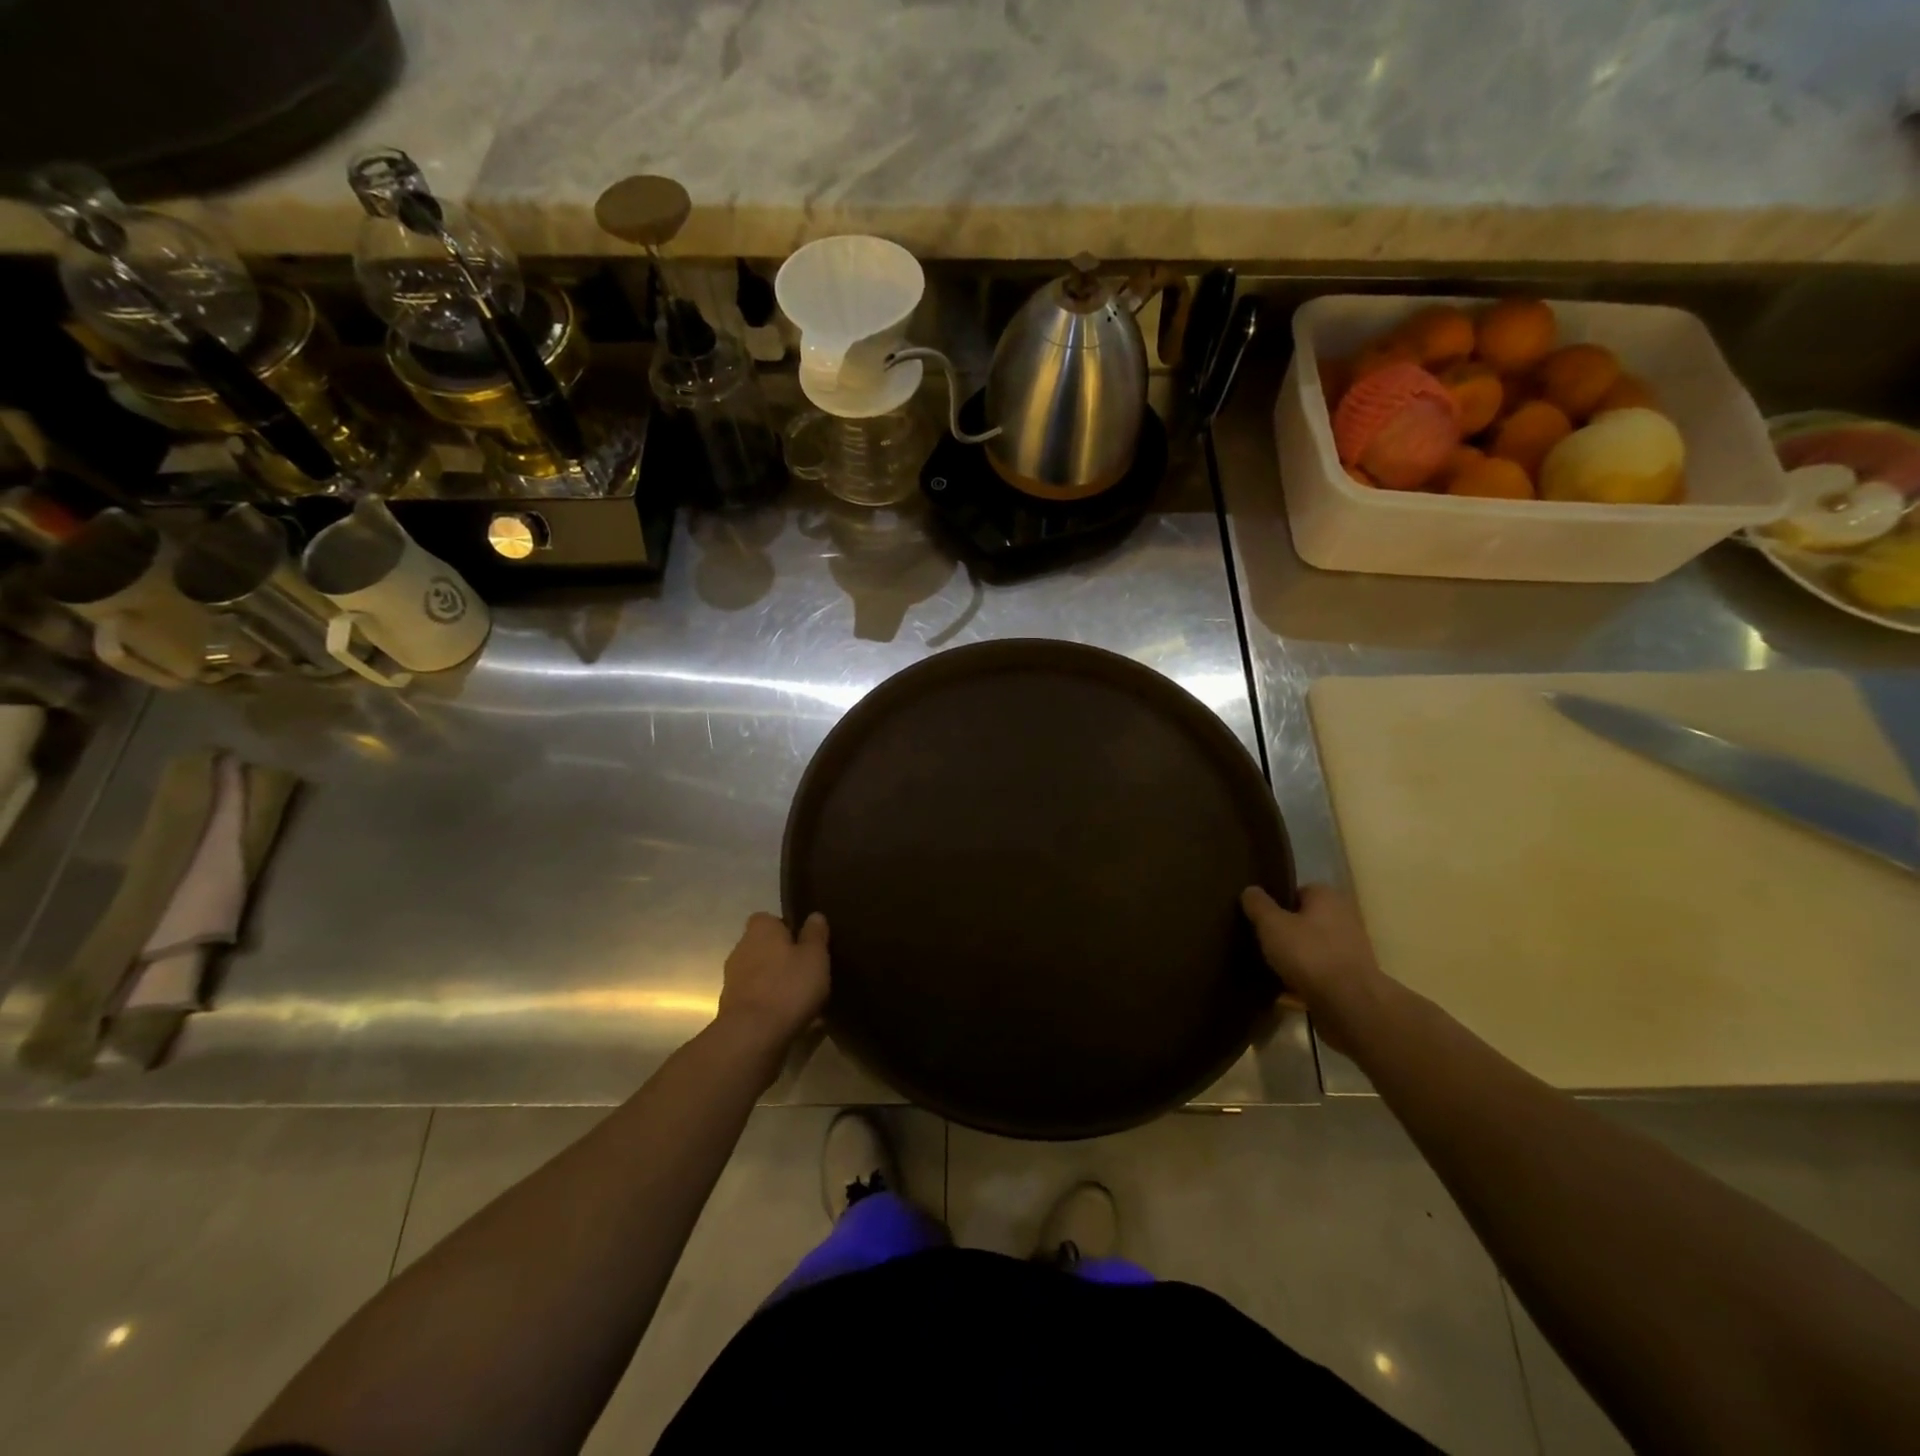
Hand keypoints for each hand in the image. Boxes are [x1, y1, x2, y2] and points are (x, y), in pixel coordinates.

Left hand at [717, 911, 830, 1054]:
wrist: (752, 1037)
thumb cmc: (788, 986)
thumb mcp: (815, 956)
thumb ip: (815, 934)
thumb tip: (814, 915)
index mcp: (760, 930)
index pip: (770, 919)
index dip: (787, 928)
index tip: (805, 943)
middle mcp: (741, 949)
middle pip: (764, 948)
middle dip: (782, 958)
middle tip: (808, 971)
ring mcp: (733, 981)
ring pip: (760, 975)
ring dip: (776, 983)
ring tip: (803, 999)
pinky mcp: (732, 1009)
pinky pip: (757, 1000)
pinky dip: (771, 1006)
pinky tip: (791, 1019)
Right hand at [1241, 884, 1391, 1050]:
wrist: (1349, 1004)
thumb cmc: (1309, 954)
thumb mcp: (1271, 924)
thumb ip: (1258, 904)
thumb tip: (1250, 890)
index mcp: (1327, 897)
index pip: (1297, 891)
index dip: (1276, 903)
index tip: (1258, 918)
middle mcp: (1343, 917)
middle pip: (1305, 920)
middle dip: (1285, 931)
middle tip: (1260, 941)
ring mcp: (1350, 949)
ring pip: (1312, 947)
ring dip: (1294, 956)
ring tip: (1267, 966)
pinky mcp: (1350, 978)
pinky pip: (1319, 972)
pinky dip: (1303, 978)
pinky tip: (1283, 988)